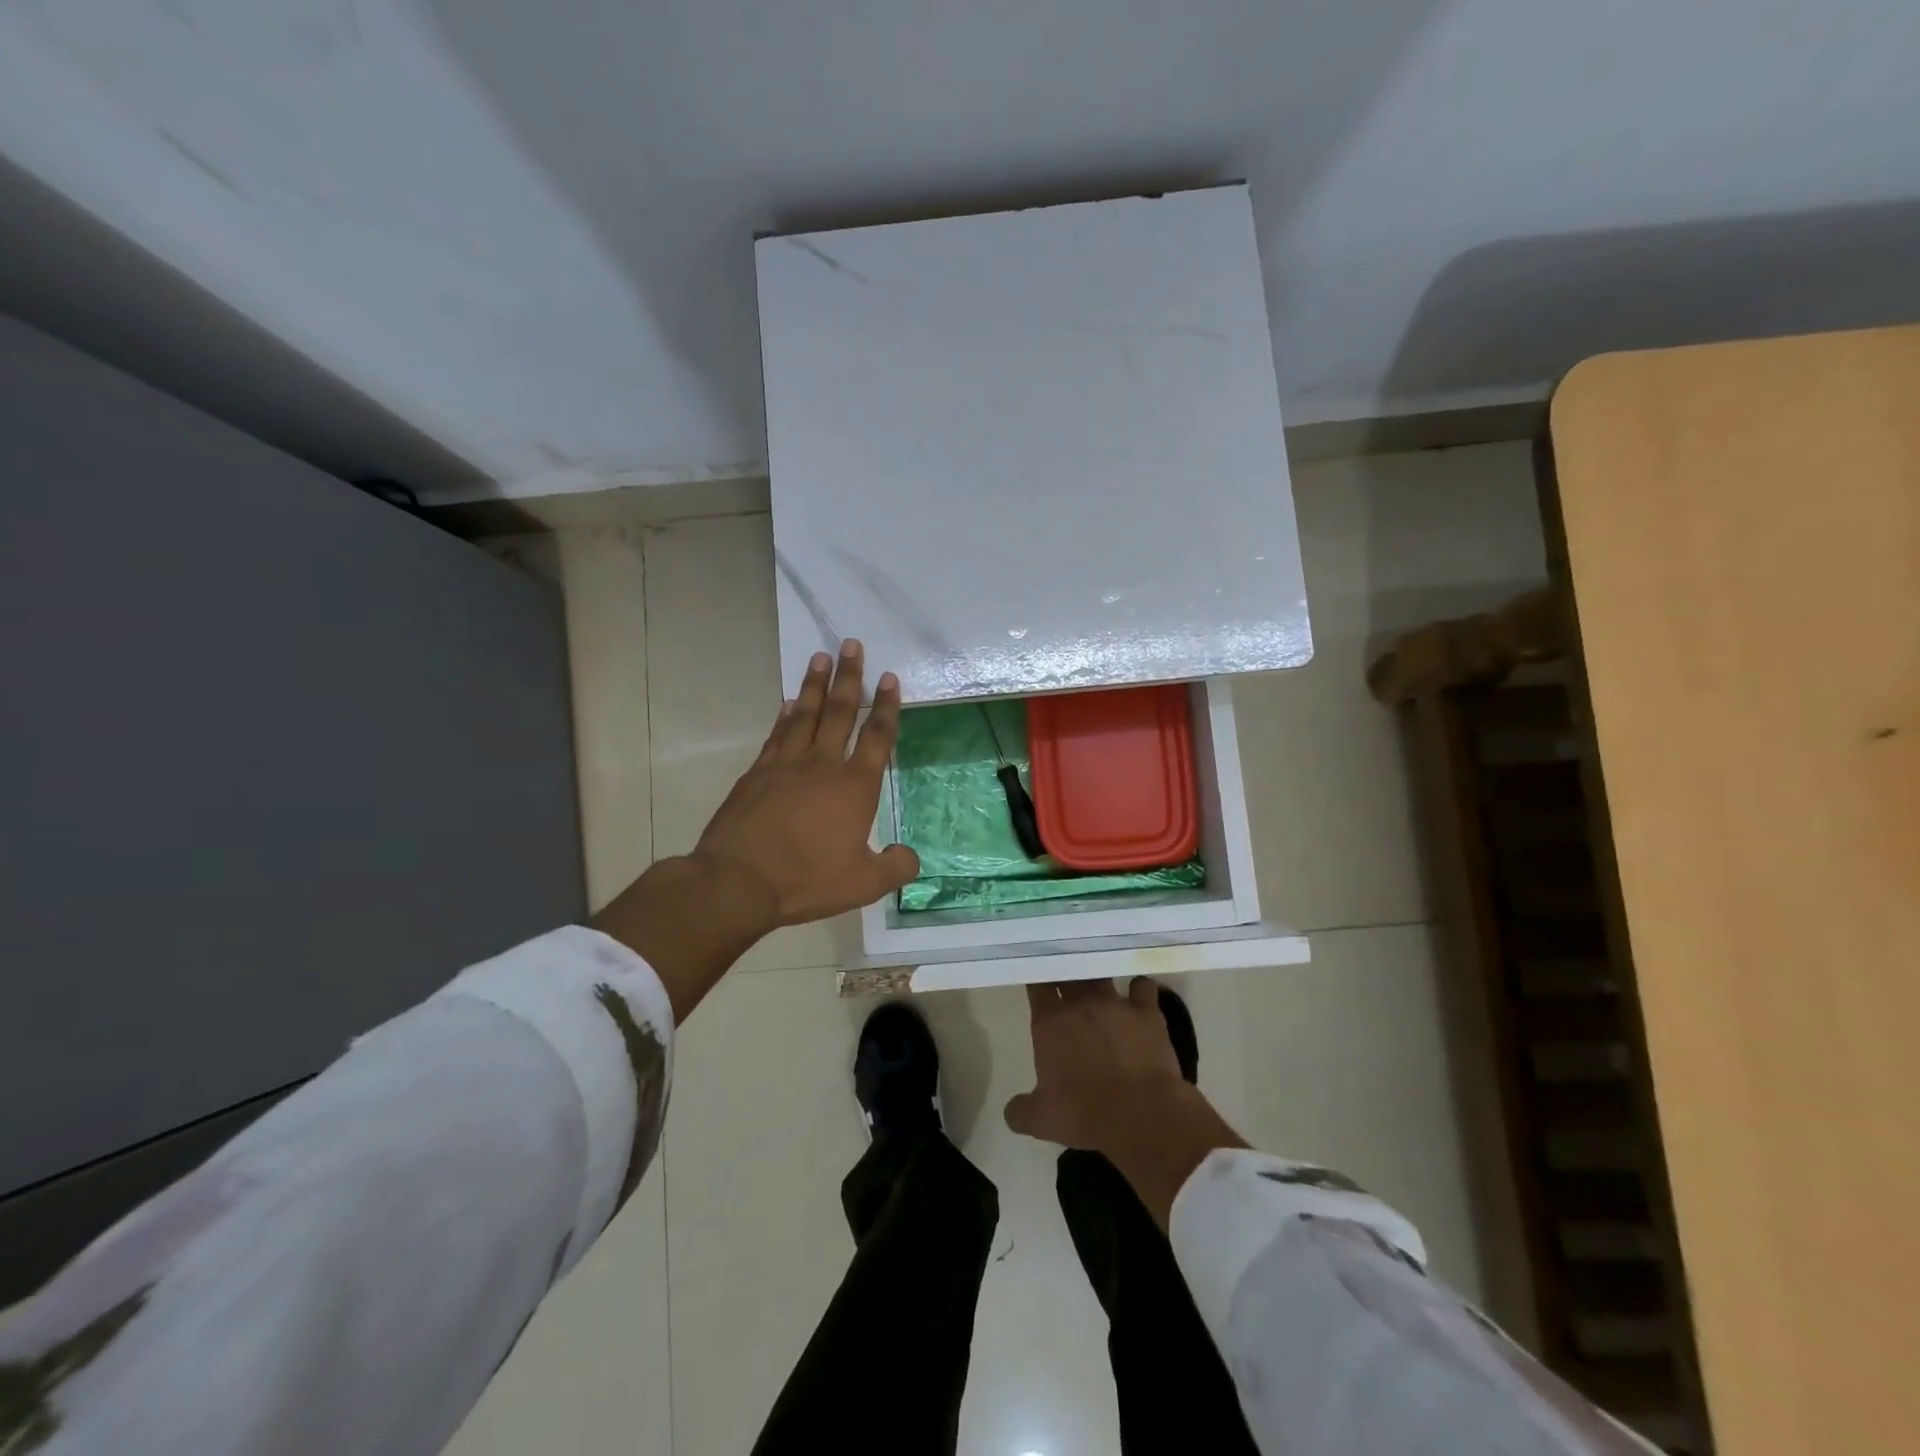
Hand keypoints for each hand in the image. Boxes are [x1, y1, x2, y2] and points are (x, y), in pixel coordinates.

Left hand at [594, 639, 918, 1023]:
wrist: (738, 880)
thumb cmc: (806, 879)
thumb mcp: (862, 884)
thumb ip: (894, 868)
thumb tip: (910, 856)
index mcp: (854, 786)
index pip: (877, 737)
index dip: (887, 706)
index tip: (890, 678)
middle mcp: (823, 764)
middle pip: (840, 711)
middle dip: (850, 677)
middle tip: (852, 644)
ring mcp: (786, 764)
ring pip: (805, 714)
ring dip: (814, 685)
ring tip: (821, 656)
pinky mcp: (757, 773)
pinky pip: (777, 734)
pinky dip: (785, 715)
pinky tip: (789, 703)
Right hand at [1004, 978, 1189, 1153]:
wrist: (1140, 1115)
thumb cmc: (1084, 1113)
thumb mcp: (1040, 1120)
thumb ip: (1020, 1110)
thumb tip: (1012, 1110)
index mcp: (1050, 1021)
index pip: (1038, 983)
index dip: (1039, 979)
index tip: (1040, 980)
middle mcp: (1080, 1003)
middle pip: (1069, 971)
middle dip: (1066, 971)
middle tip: (1067, 978)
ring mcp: (1116, 1003)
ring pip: (1102, 974)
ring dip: (1099, 977)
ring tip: (1099, 981)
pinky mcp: (1147, 1012)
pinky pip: (1142, 986)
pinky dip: (1140, 988)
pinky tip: (1139, 996)